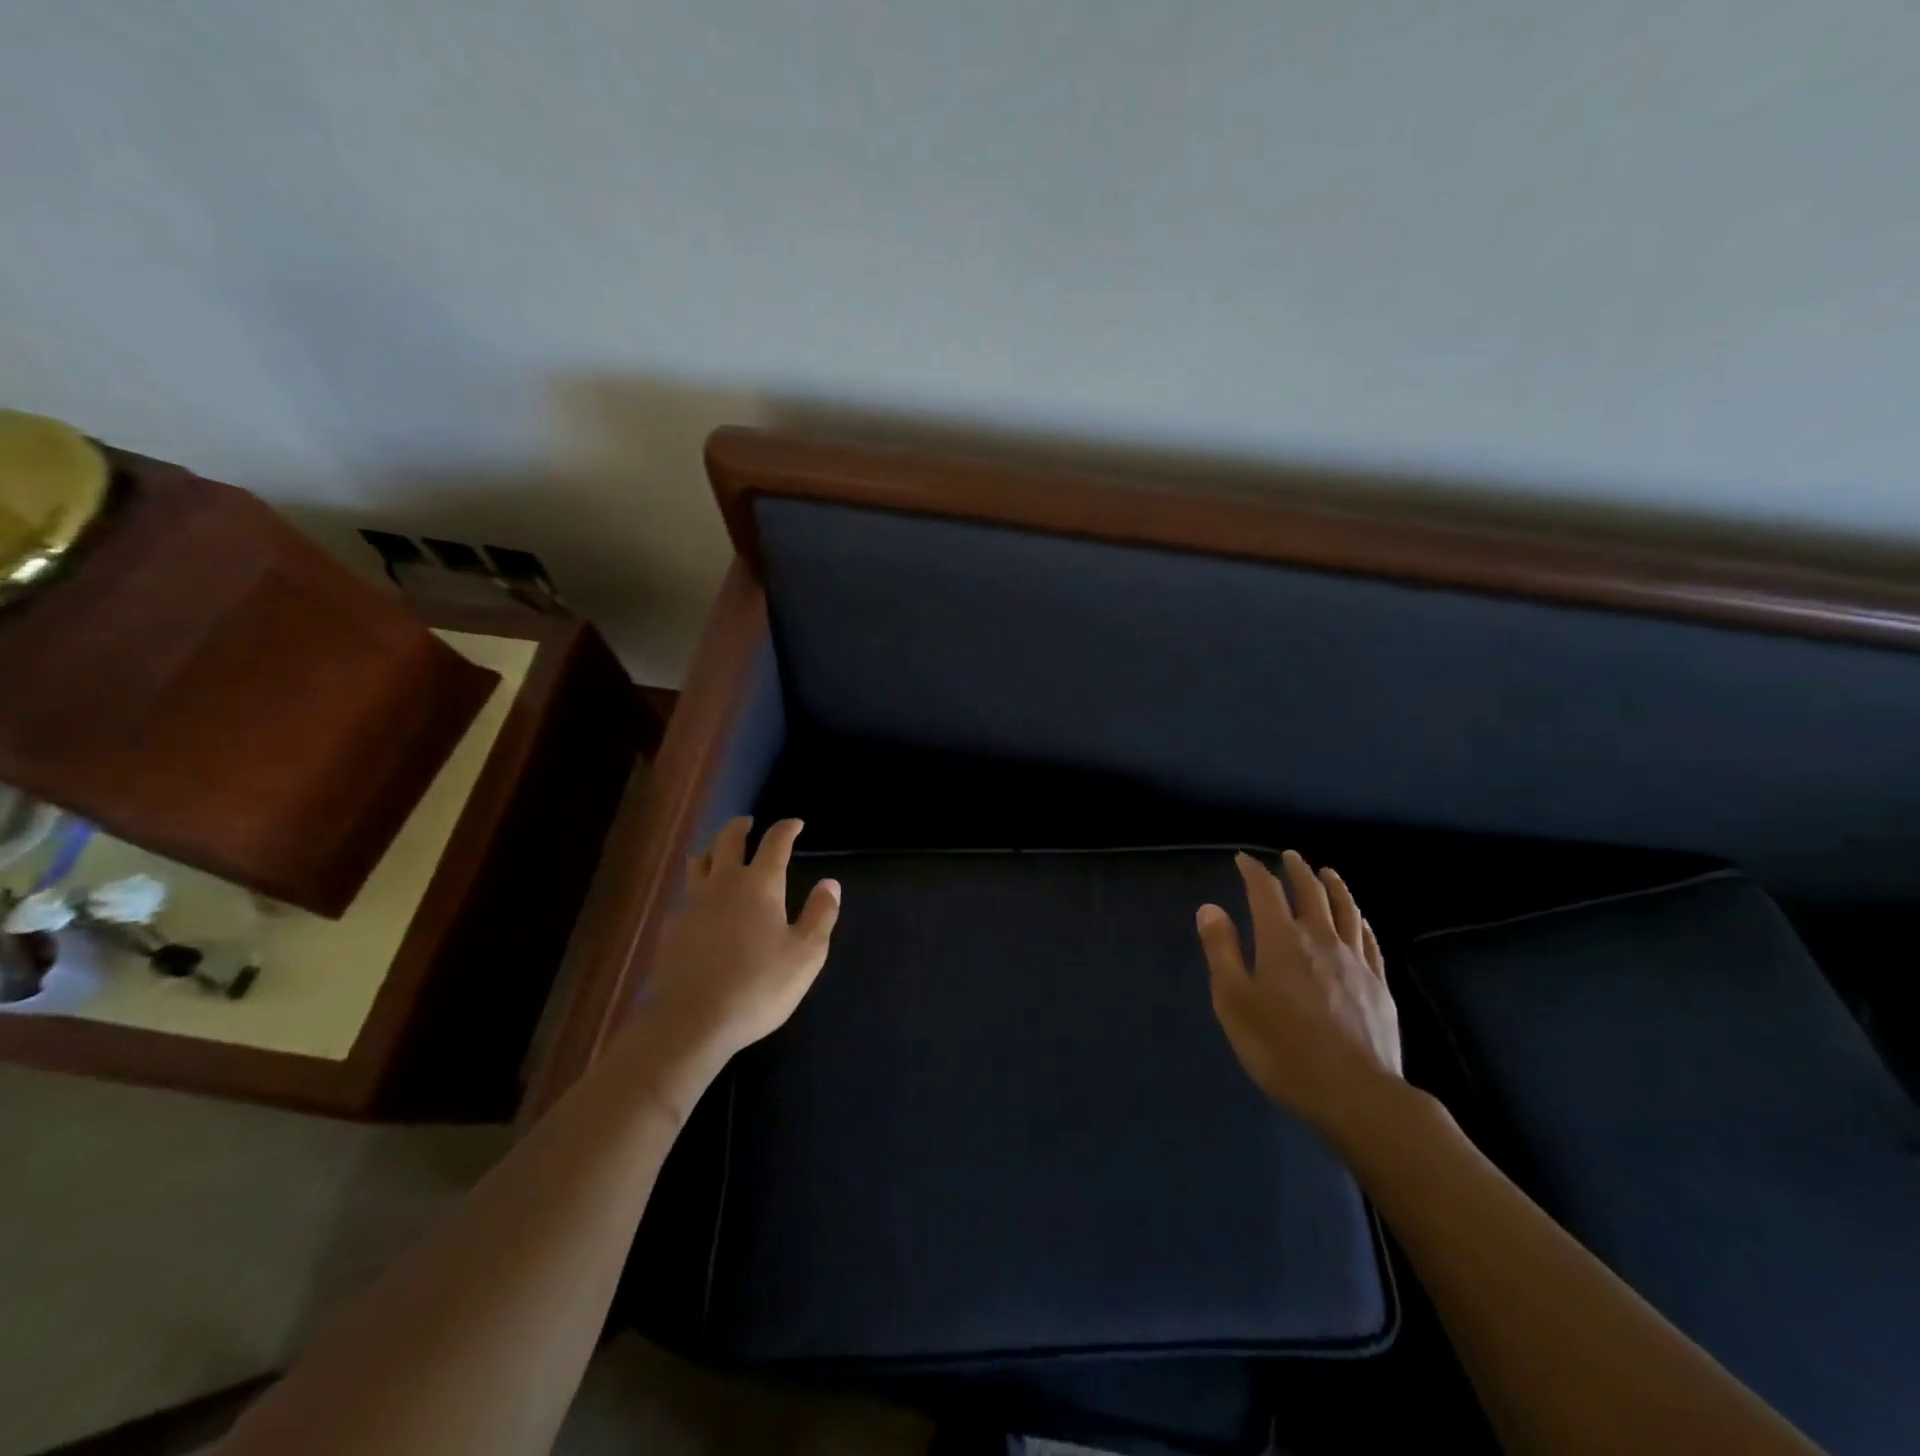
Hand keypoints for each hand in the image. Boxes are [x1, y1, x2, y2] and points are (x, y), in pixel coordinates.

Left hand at [638, 817, 840, 1069]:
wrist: (691, 1021)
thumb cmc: (758, 986)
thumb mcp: (806, 954)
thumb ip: (821, 914)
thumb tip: (830, 883)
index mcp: (760, 884)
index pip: (775, 842)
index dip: (786, 829)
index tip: (796, 824)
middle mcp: (723, 883)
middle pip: (728, 840)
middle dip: (741, 827)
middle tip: (749, 823)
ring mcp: (692, 904)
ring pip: (699, 861)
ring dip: (712, 849)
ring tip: (719, 852)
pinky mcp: (672, 928)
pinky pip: (685, 894)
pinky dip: (697, 887)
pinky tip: (702, 904)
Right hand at [1197, 850, 1401, 1133]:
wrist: (1356, 1094)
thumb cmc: (1282, 1048)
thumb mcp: (1234, 1001)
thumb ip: (1222, 950)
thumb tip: (1210, 908)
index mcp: (1281, 940)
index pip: (1266, 892)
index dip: (1253, 871)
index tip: (1243, 859)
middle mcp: (1320, 940)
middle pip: (1311, 893)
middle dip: (1297, 871)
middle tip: (1289, 856)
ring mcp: (1355, 961)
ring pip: (1346, 910)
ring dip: (1334, 887)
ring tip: (1328, 873)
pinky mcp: (1379, 986)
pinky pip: (1369, 940)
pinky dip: (1360, 921)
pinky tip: (1359, 920)